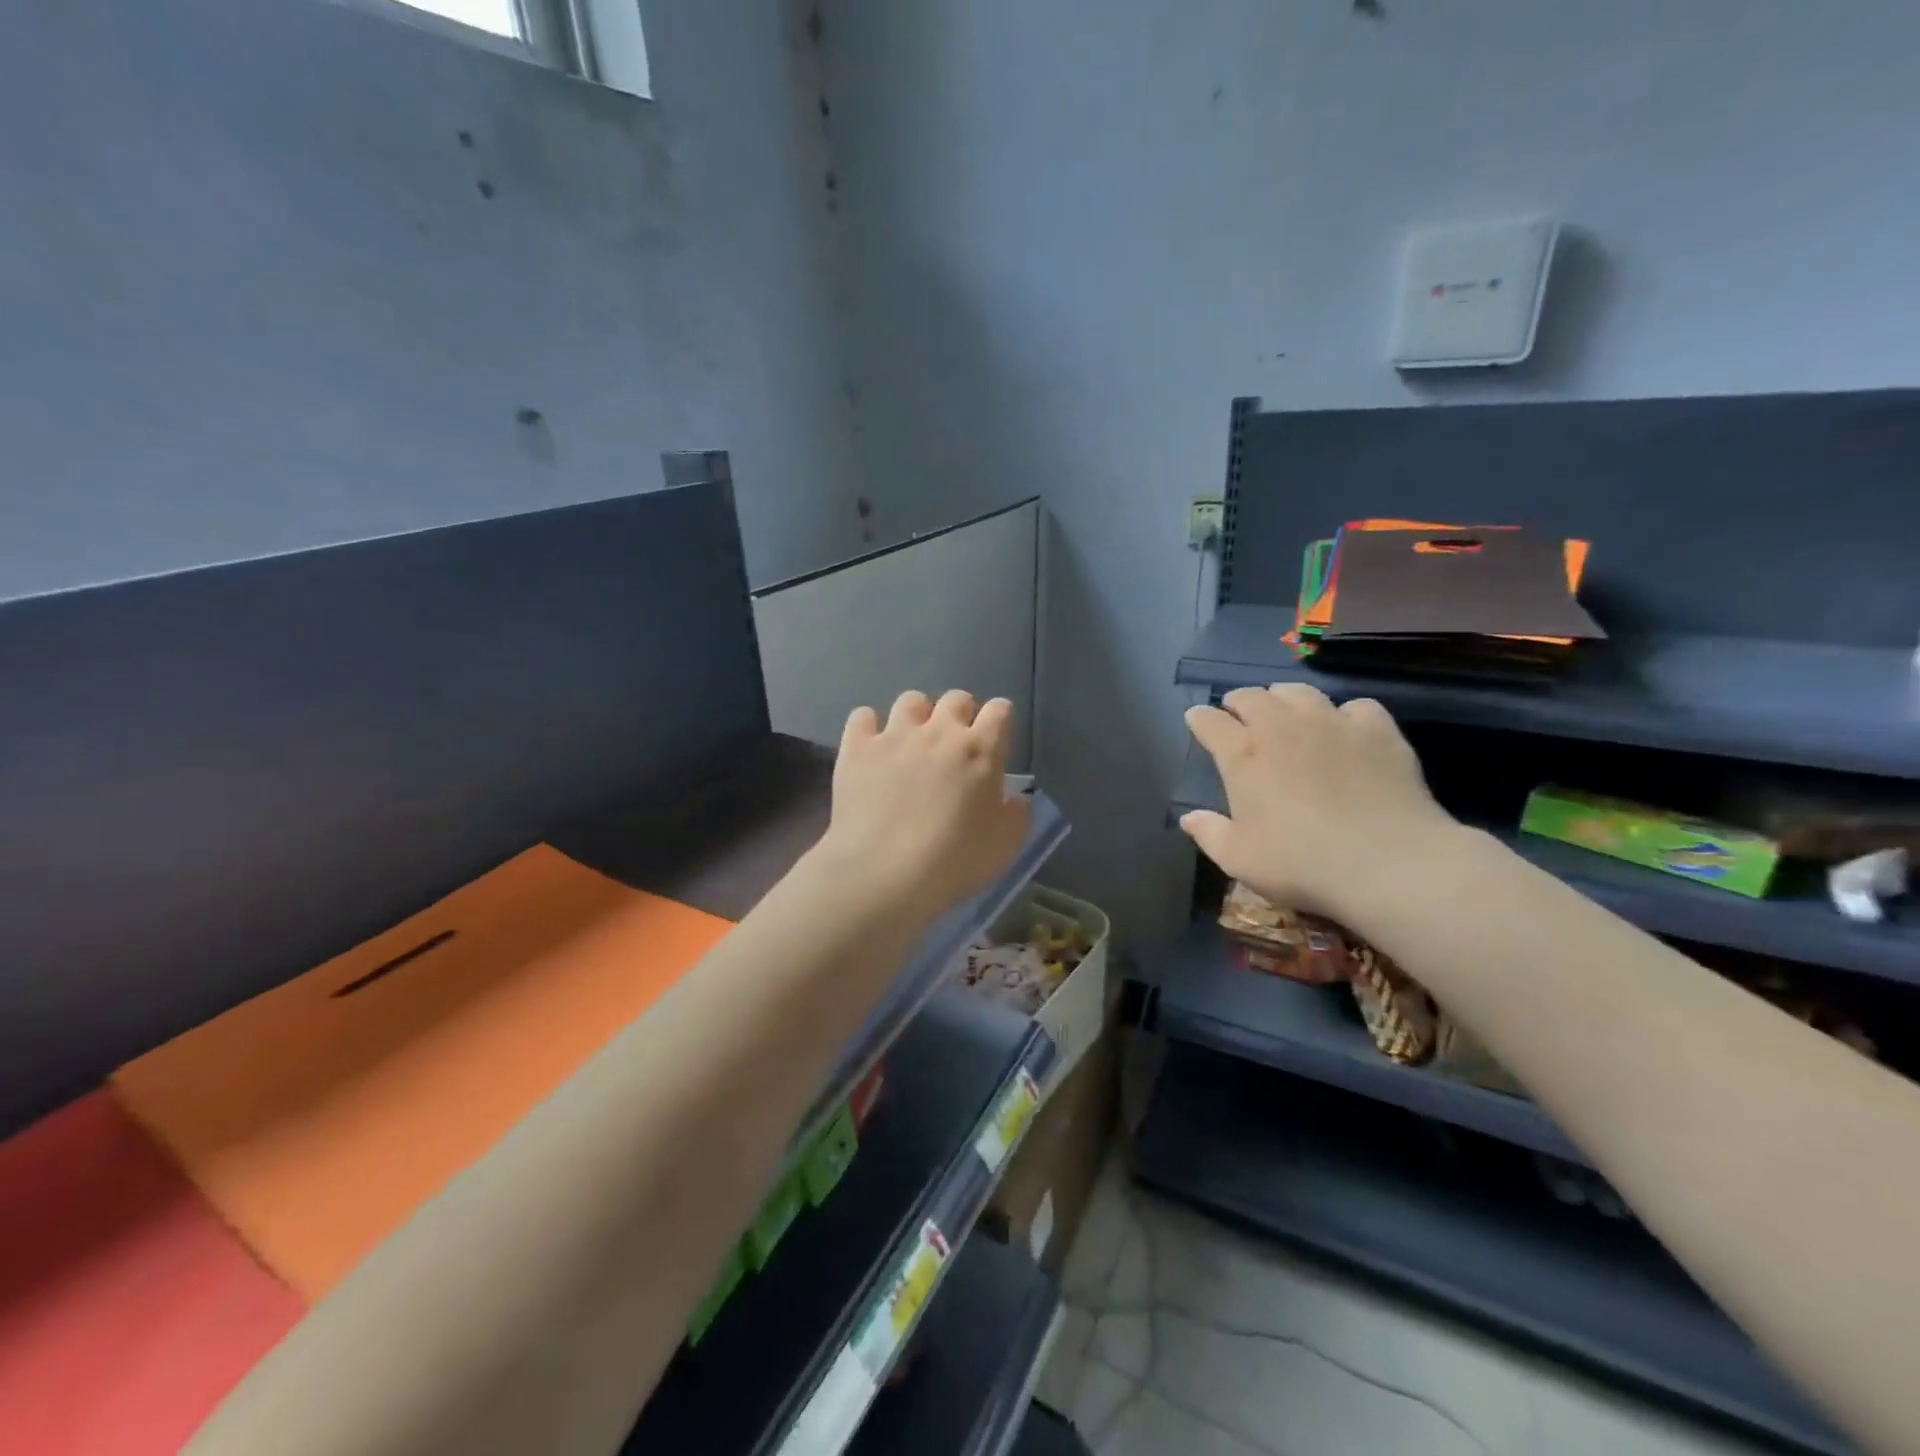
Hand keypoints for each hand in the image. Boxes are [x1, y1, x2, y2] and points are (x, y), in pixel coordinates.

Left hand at [815, 690, 1031, 921]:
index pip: (1000, 710)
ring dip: (917, 716)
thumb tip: (1017, 797)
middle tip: (954, 746)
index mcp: (981, 750)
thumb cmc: (953, 862)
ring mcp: (895, 735)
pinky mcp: (857, 748)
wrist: (883, 873)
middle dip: (960, 715)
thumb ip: (1018, 815)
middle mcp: (939, 731)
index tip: (995, 744)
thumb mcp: (1005, 847)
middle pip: (956, 699)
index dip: (999, 723)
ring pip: (911, 700)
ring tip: (912, 743)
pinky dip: (869, 727)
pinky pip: (863, 716)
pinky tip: (871, 748)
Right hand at [1181, 684, 1458, 926]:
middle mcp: (1282, 727)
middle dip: (1239, 701)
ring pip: (1300, 692)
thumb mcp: (1239, 859)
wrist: (1387, 862)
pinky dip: (1345, 714)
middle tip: (1238, 712)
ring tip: (1286, 710)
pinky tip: (1347, 731)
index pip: (1210, 722)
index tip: (1196, 720)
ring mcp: (1331, 723)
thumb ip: (1209, 833)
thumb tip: (1189, 817)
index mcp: (1242, 755)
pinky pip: (1355, 706)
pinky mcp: (1377, 730)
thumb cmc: (1300, 863)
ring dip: (1285, 697)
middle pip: (1252, 697)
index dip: (1200, 719)